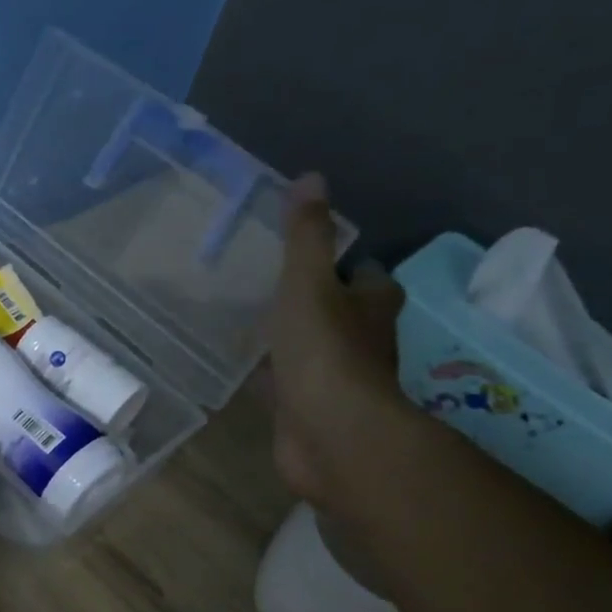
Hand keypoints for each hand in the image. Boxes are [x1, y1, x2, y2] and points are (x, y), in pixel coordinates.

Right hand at [268, 174, 411, 511]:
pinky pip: (285, 383)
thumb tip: (311, 178)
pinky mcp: (307, 409)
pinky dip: (269, 375)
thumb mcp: (308, 283)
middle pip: (339, 313)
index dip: (341, 265)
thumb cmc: (325, 350)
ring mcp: (334, 379)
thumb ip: (306, 236)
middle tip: (268, 285)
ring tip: (246, 320)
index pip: (363, 276)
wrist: (329, 433)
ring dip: (288, 339)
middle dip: (312, 302)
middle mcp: (361, 341)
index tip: (307, 256)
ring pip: (310, 349)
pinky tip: (240, 368)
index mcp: (370, 306)